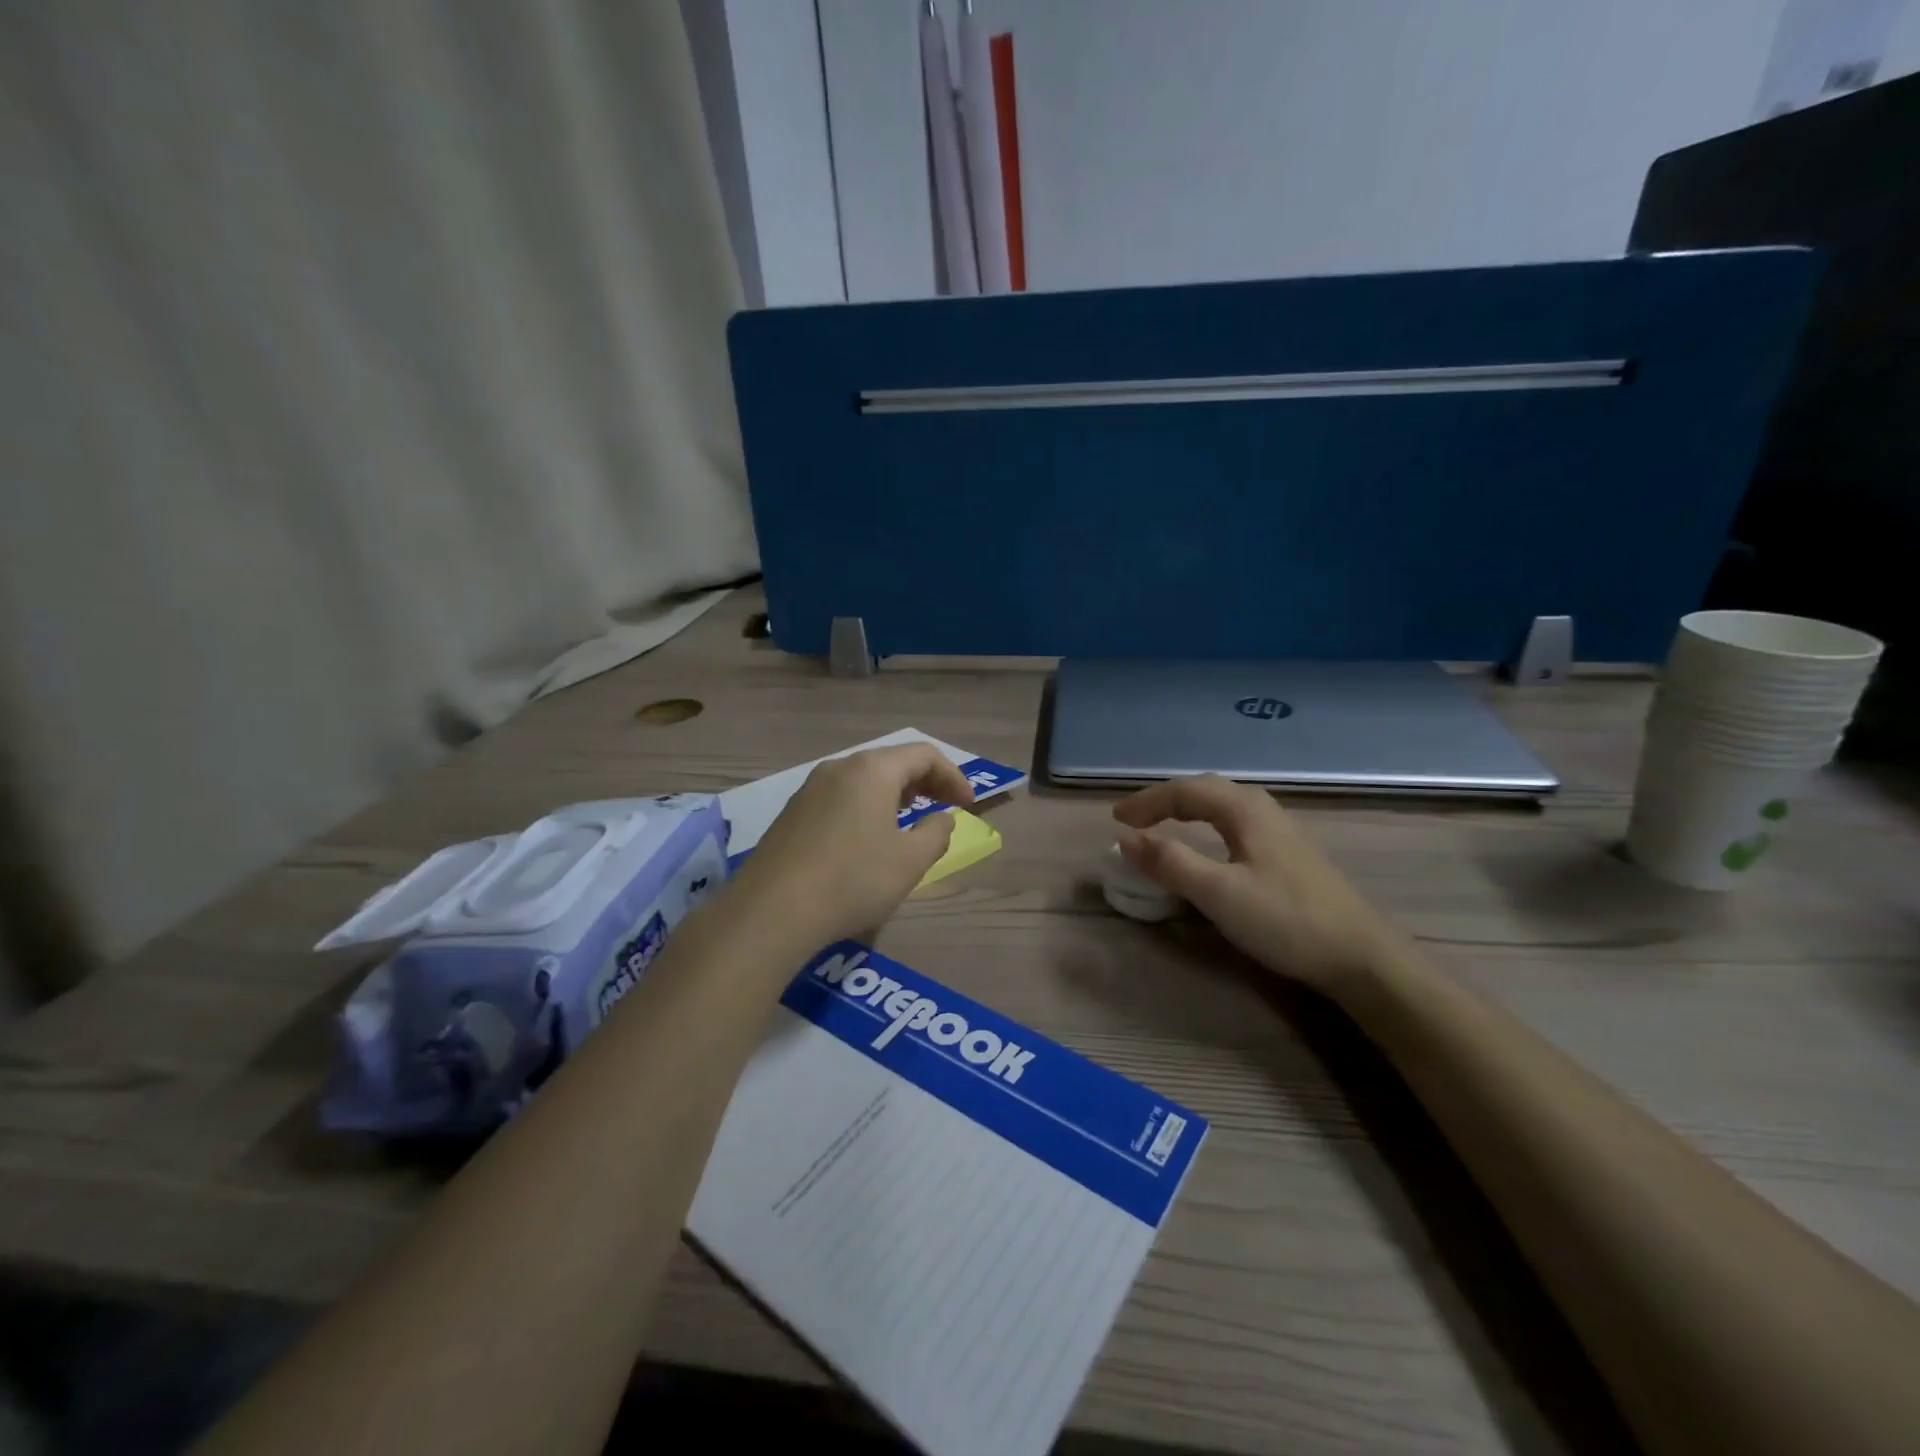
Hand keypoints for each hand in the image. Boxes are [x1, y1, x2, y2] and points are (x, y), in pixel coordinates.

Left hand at [729, 744, 974, 948]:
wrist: (772, 910)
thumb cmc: (853, 880)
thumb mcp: (910, 861)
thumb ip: (936, 833)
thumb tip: (941, 818)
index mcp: (872, 770)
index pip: (924, 755)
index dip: (954, 776)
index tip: (969, 806)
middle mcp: (839, 767)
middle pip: (892, 761)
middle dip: (925, 782)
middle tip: (945, 808)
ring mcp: (810, 788)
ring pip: (864, 778)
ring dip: (895, 794)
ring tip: (910, 820)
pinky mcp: (792, 812)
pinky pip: (841, 796)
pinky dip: (866, 806)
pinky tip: (868, 837)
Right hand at [1113, 776, 1394, 989]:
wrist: (1360, 956)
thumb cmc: (1285, 920)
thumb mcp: (1219, 893)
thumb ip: (1170, 862)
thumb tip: (1125, 838)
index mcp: (1244, 810)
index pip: (1185, 791)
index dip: (1147, 802)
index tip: (1115, 821)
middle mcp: (1262, 810)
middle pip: (1205, 790)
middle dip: (1165, 800)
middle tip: (1134, 819)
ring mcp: (1280, 830)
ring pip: (1222, 805)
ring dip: (1187, 809)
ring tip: (1162, 825)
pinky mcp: (1289, 853)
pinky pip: (1235, 823)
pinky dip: (1206, 824)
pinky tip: (1209, 844)